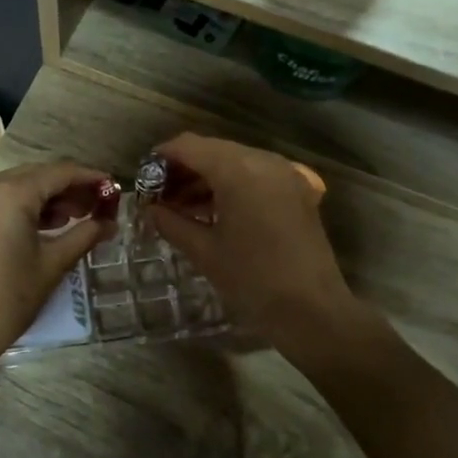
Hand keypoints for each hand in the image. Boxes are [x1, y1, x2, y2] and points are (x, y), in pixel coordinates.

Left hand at [0, 162, 114, 374]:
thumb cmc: (7, 299)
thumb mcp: (52, 265)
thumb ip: (84, 235)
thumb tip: (110, 223)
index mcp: (11, 192)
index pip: (60, 173)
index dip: (90, 178)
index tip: (113, 188)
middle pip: (37, 175)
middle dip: (69, 188)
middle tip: (97, 206)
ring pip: (16, 186)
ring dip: (46, 198)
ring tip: (74, 218)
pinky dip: (21, 206)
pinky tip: (41, 226)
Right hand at [148, 133, 355, 346]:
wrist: (313, 310)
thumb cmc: (253, 280)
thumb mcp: (204, 252)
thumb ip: (171, 223)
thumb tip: (150, 209)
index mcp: (238, 170)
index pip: (189, 146)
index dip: (162, 157)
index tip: (143, 178)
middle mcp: (263, 160)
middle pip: (213, 150)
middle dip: (184, 169)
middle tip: (160, 197)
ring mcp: (285, 173)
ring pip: (234, 161)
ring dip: (207, 177)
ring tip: (182, 207)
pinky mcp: (297, 190)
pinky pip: (255, 175)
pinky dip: (232, 185)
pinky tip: (215, 212)